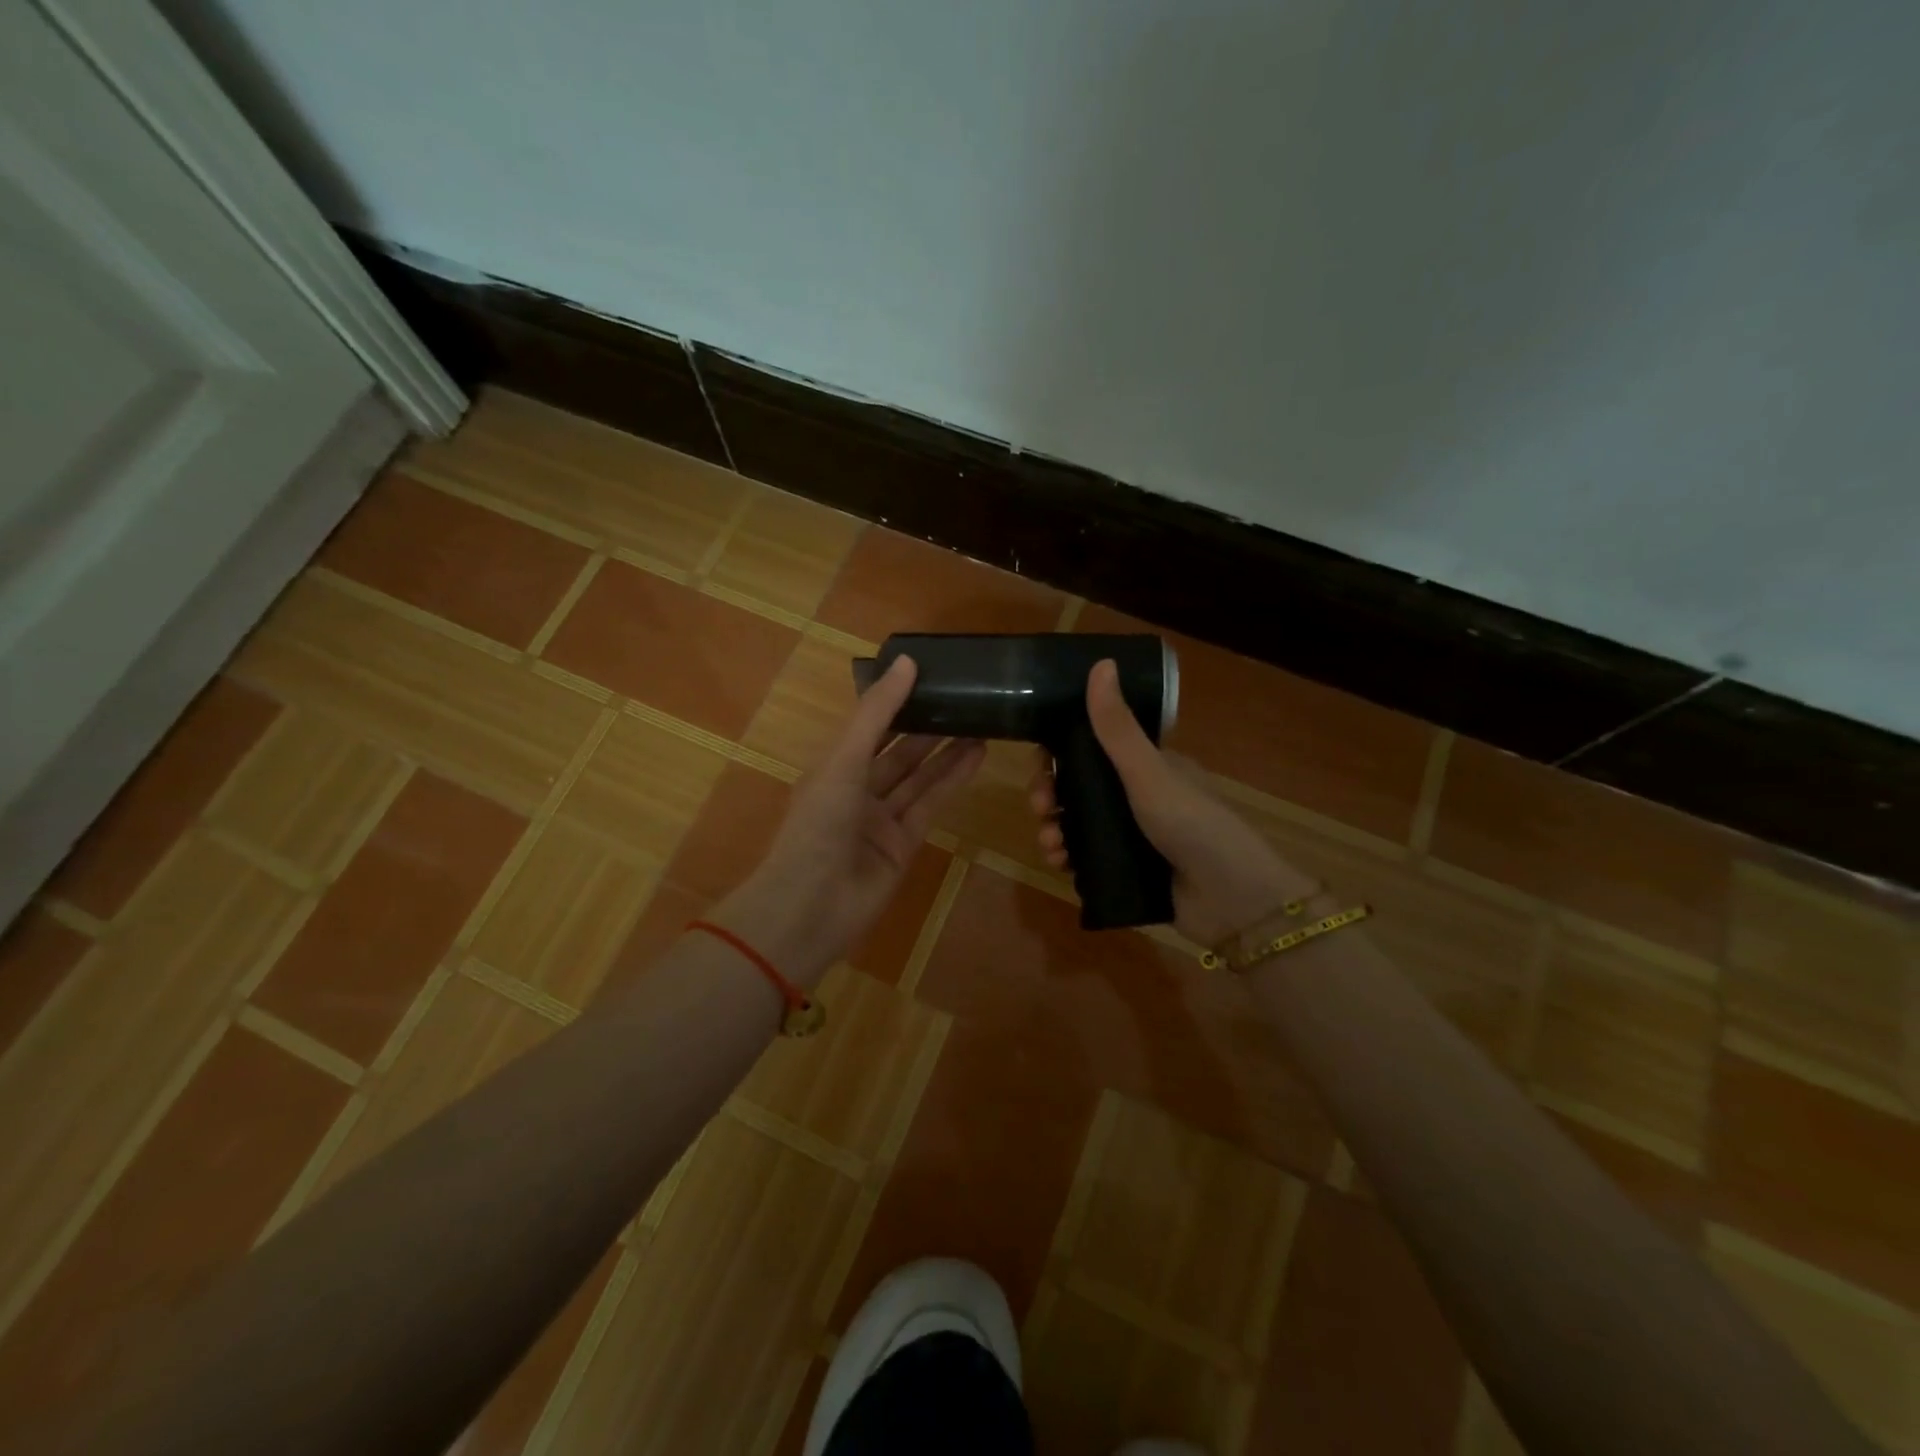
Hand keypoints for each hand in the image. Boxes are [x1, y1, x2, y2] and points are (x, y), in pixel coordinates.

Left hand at [717, 656, 983, 985]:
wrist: (812, 905)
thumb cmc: (819, 823)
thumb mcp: (844, 759)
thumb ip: (877, 713)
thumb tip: (907, 662)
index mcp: (833, 766)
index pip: (869, 725)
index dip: (896, 700)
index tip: (928, 675)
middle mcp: (856, 789)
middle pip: (898, 751)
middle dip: (928, 726)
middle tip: (965, 699)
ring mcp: (881, 819)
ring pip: (919, 777)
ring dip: (947, 751)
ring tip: (981, 722)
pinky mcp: (904, 844)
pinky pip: (931, 804)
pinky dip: (953, 780)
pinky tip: (977, 756)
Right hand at [1029, 659, 1318, 945]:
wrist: (1231, 900)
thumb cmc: (1192, 824)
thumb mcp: (1149, 772)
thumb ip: (1118, 727)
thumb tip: (1100, 663)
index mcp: (1147, 765)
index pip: (1092, 747)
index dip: (1059, 753)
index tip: (1039, 763)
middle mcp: (1138, 796)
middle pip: (1078, 787)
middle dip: (1050, 795)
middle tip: (1040, 808)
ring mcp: (1133, 835)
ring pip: (1078, 824)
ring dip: (1054, 829)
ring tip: (1050, 844)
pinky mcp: (1128, 870)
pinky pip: (1086, 858)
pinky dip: (1067, 857)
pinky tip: (1059, 864)